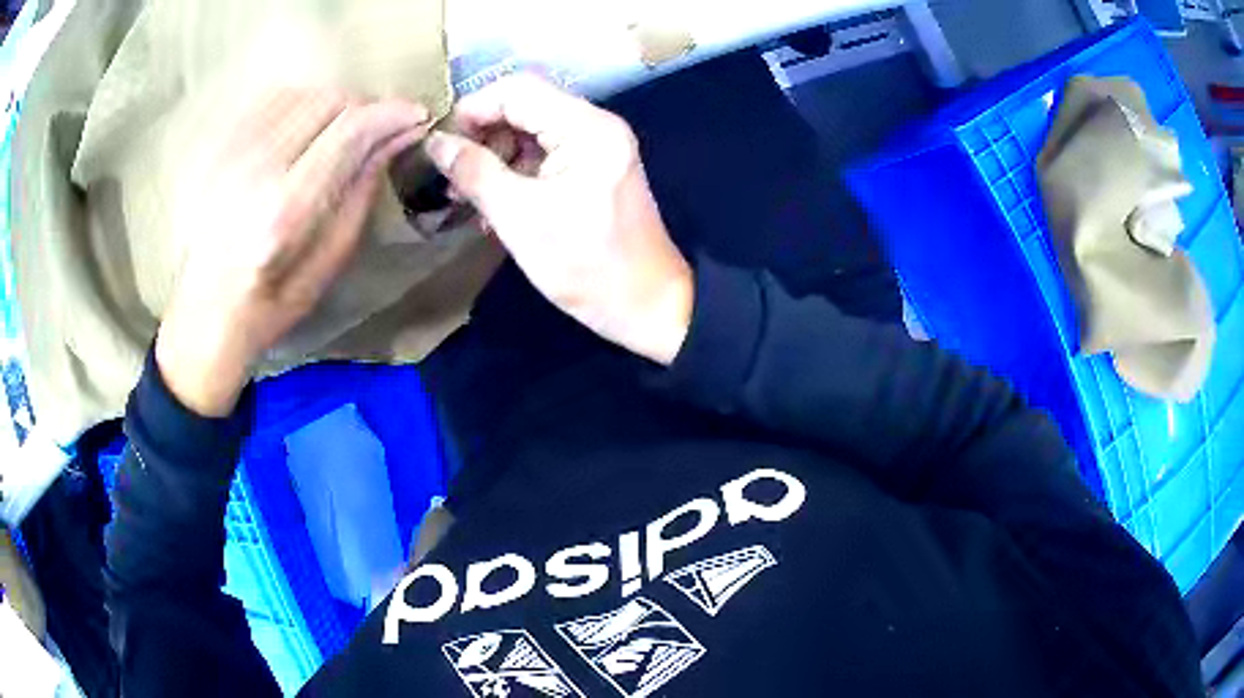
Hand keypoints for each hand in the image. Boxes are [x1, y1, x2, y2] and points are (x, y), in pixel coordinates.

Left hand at [156, 89, 432, 416]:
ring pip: (302, 93)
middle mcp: (257, 170)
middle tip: (377, 132)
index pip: (349, 131)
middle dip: (364, 108)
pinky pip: (273, 99)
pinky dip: (301, 104)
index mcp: (287, 210)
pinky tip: (306, 129)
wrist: (204, 312)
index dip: (391, 114)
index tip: (417, 117)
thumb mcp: (329, 261)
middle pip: (328, 101)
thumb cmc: (271, 303)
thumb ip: (363, 191)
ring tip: (341, 132)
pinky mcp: (222, 148)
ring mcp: (234, 154)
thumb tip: (400, 136)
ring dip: (333, 105)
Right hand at [424, 74, 692, 365]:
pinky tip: (495, 206)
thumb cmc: (586, 266)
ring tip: (468, 198)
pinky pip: (548, 156)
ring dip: (496, 159)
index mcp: (586, 127)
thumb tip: (434, 142)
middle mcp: (596, 126)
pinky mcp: (596, 170)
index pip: (518, 89)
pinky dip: (518, 173)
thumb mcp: (520, 219)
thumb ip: (474, 173)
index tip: (442, 144)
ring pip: (532, 133)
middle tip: (453, 177)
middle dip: (483, 137)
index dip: (474, 109)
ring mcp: (599, 147)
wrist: (648, 306)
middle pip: (526, 108)